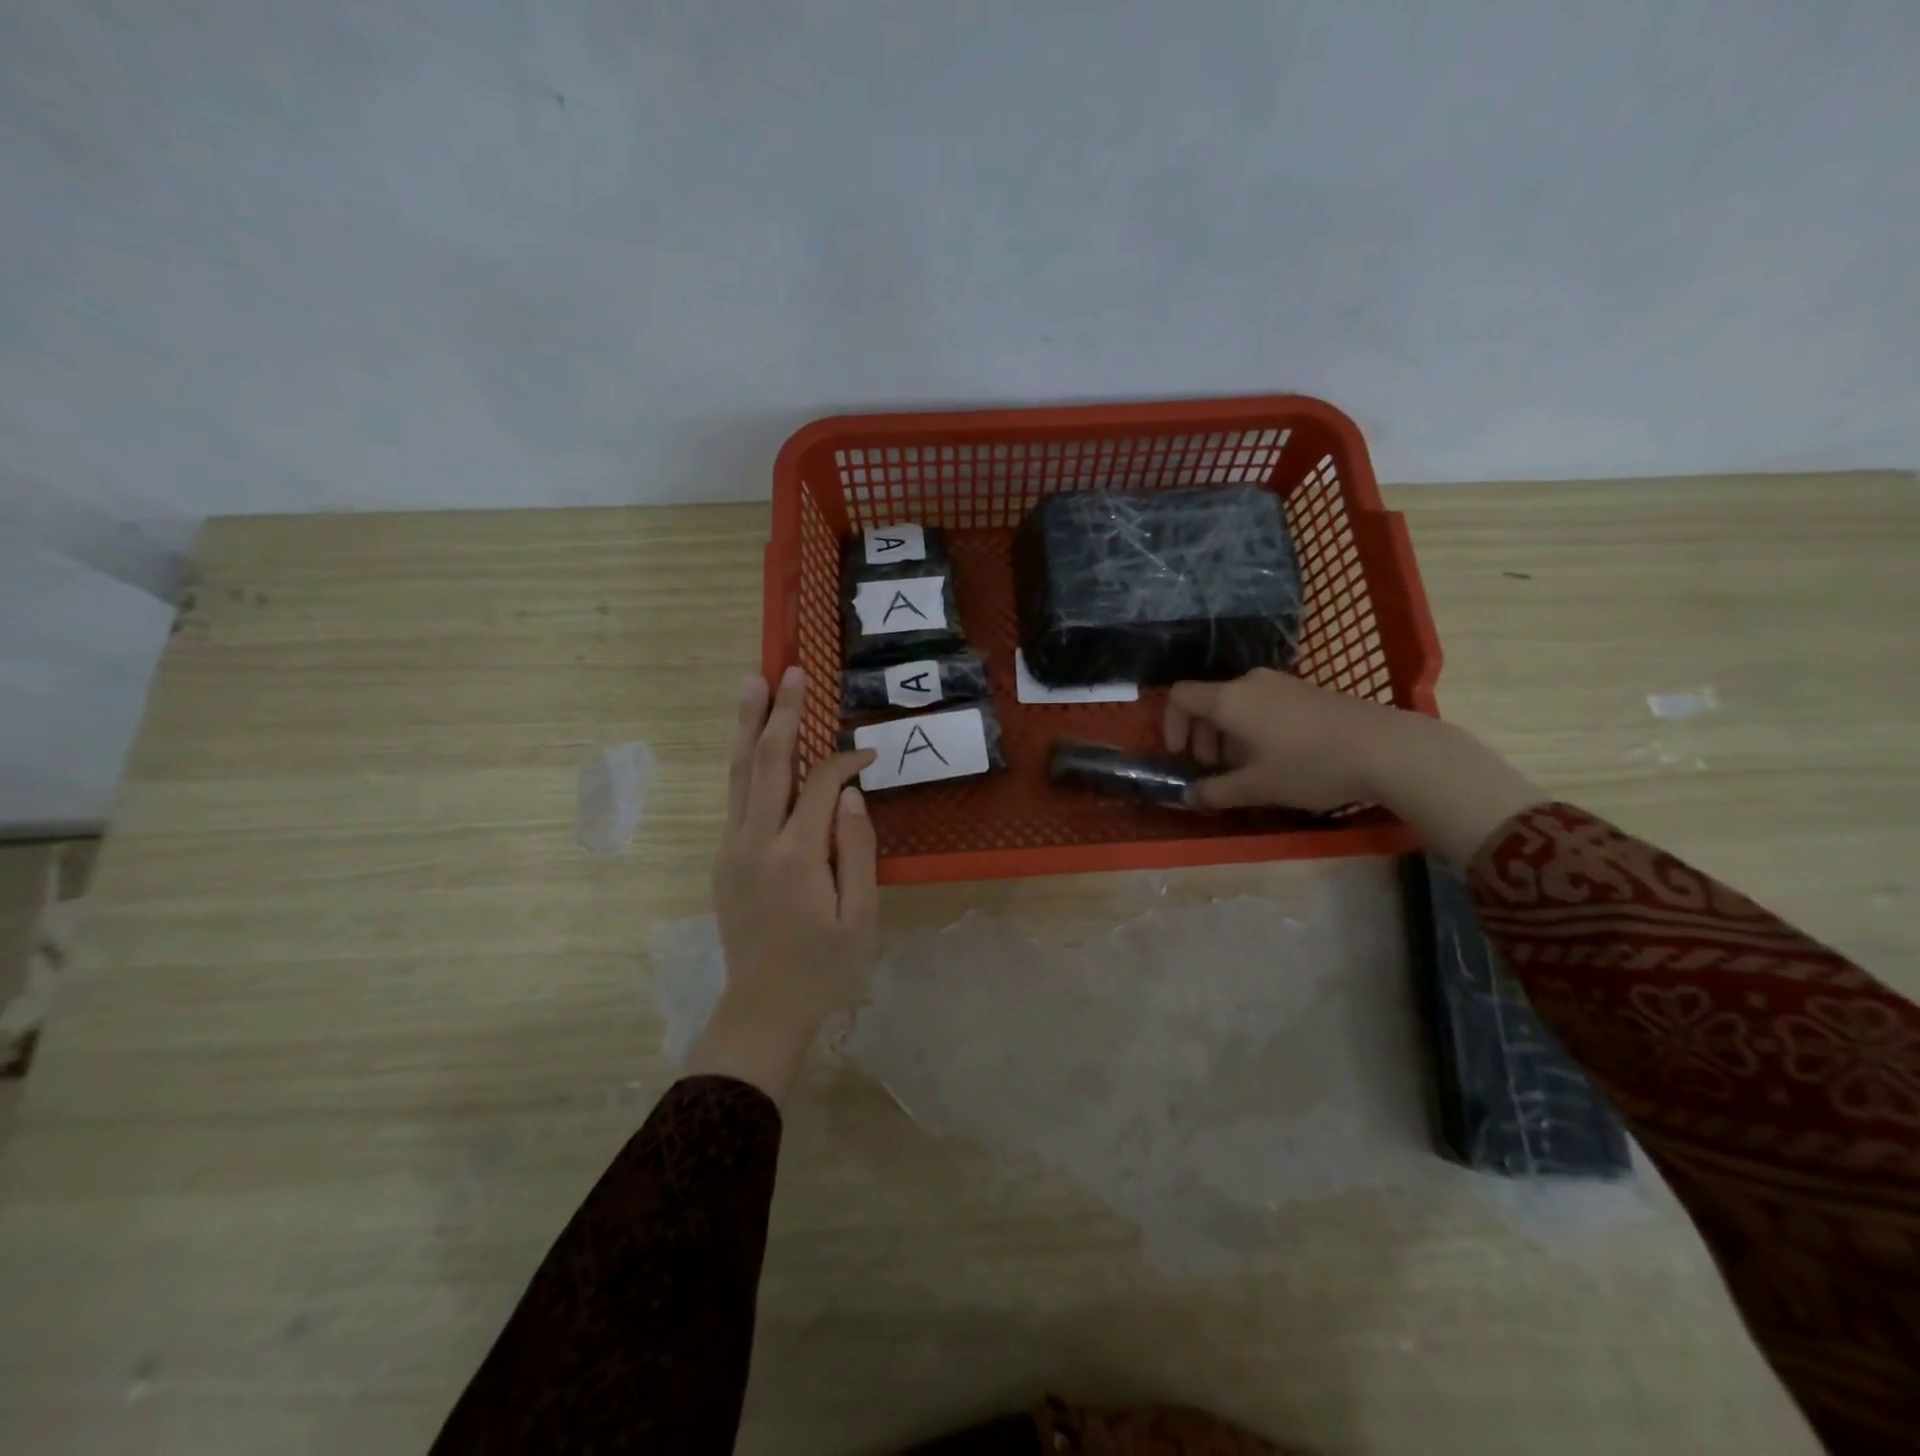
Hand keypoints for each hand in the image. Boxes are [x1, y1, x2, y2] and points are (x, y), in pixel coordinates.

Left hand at [687, 667, 878, 1102]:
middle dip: (782, 714)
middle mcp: (756, 842)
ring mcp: (732, 848)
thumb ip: (857, 850)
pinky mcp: (724, 857)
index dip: (845, 760)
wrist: (763, 1007)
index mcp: (796, 856)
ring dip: (749, 726)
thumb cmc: (824, 966)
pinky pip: (735, 797)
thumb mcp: (861, 916)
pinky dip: (744, 761)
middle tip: (791, 671)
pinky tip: (751, 740)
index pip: (820, 785)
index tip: (869, 753)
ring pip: (739, 773)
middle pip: (767, 763)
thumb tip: (851, 793)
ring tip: (754, 684)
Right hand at [1164, 667, 1543, 861]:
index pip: (1179, 696)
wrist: (1387, 748)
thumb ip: (1216, 792)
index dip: (1170, 725)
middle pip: (1207, 701)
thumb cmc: (1311, 766)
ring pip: (1235, 704)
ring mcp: (1280, 683)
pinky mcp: (1304, 690)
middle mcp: (1249, 682)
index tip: (1181, 756)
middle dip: (1201, 736)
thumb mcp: (1258, 787)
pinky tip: (1277, 757)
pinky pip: (1261, 703)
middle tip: (1214, 770)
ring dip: (1227, 735)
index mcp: (1229, 700)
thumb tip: (1188, 796)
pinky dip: (1253, 727)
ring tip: (1246, 768)